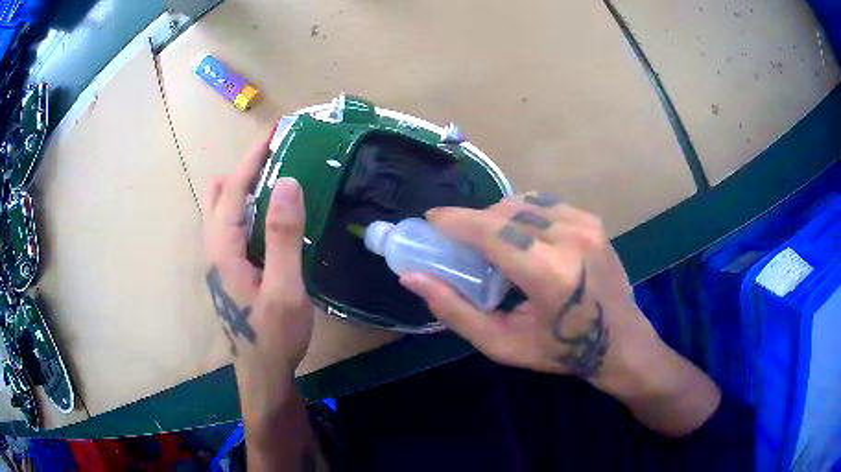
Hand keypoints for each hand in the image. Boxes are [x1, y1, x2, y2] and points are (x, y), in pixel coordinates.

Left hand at [202, 138, 313, 417]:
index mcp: (224, 248)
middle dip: (246, 168)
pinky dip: (248, 207)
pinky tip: (271, 216)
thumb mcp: (285, 288)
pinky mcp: (230, 271)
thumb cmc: (274, 336)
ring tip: (276, 176)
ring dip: (245, 187)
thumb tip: (287, 182)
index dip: (253, 159)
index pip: (234, 190)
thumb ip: (284, 236)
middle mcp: (215, 249)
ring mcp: (221, 261)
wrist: (263, 374)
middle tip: (278, 155)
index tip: (275, 134)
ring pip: (224, 211)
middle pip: (221, 195)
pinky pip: (234, 226)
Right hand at [400, 193, 661, 394]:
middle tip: (460, 243)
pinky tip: (522, 237)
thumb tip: (413, 277)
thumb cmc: (561, 351)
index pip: (492, 231)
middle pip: (505, 212)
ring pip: (524, 203)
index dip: (456, 221)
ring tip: (492, 243)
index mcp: (550, 274)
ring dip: (498, 217)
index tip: (431, 220)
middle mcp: (571, 238)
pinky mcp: (592, 220)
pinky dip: (523, 214)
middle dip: (475, 222)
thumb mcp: (502, 344)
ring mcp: (585, 224)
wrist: (620, 341)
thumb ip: (455, 310)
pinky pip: (544, 204)